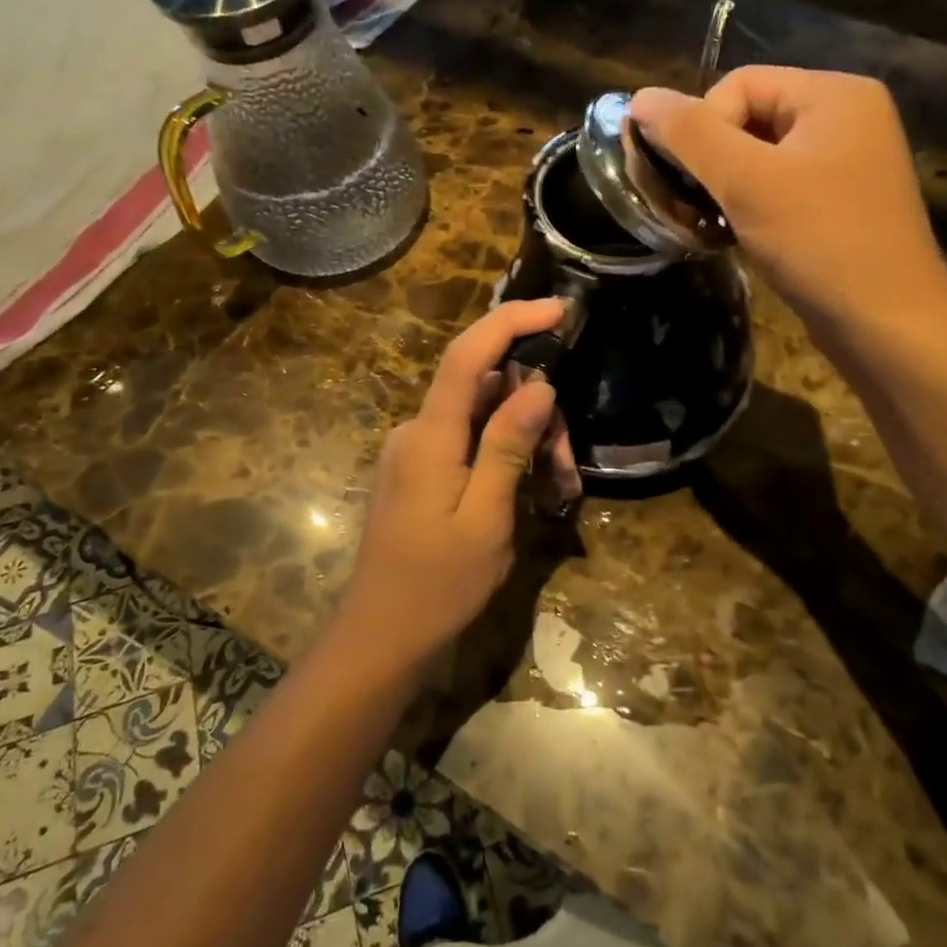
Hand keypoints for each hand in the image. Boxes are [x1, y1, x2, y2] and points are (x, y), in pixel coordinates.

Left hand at [335, 297, 565, 677]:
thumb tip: (538, 385)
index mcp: (430, 436)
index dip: (511, 321)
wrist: (379, 638)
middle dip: (534, 409)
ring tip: (555, 487)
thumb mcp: (486, 519)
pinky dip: (502, 454)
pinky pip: (467, 442)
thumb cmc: (437, 586)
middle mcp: (416, 431)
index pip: (468, 356)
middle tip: (567, 463)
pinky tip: (528, 489)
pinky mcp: (418, 471)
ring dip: (523, 438)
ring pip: (480, 418)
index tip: (558, 308)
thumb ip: (508, 446)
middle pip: (483, 389)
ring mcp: (414, 452)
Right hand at [629, 66, 946, 351]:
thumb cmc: (818, 241)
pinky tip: (739, 236)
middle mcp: (847, 117)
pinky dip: (751, 206)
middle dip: (712, 160)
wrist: (887, 323)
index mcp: (834, 93)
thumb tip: (640, 98)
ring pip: (761, 157)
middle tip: (695, 205)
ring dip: (727, 187)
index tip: (691, 181)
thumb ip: (689, 134)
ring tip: (713, 223)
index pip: (738, 84)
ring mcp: (849, 163)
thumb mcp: (746, 181)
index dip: (701, 127)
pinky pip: (781, 187)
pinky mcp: (842, 203)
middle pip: (749, 117)